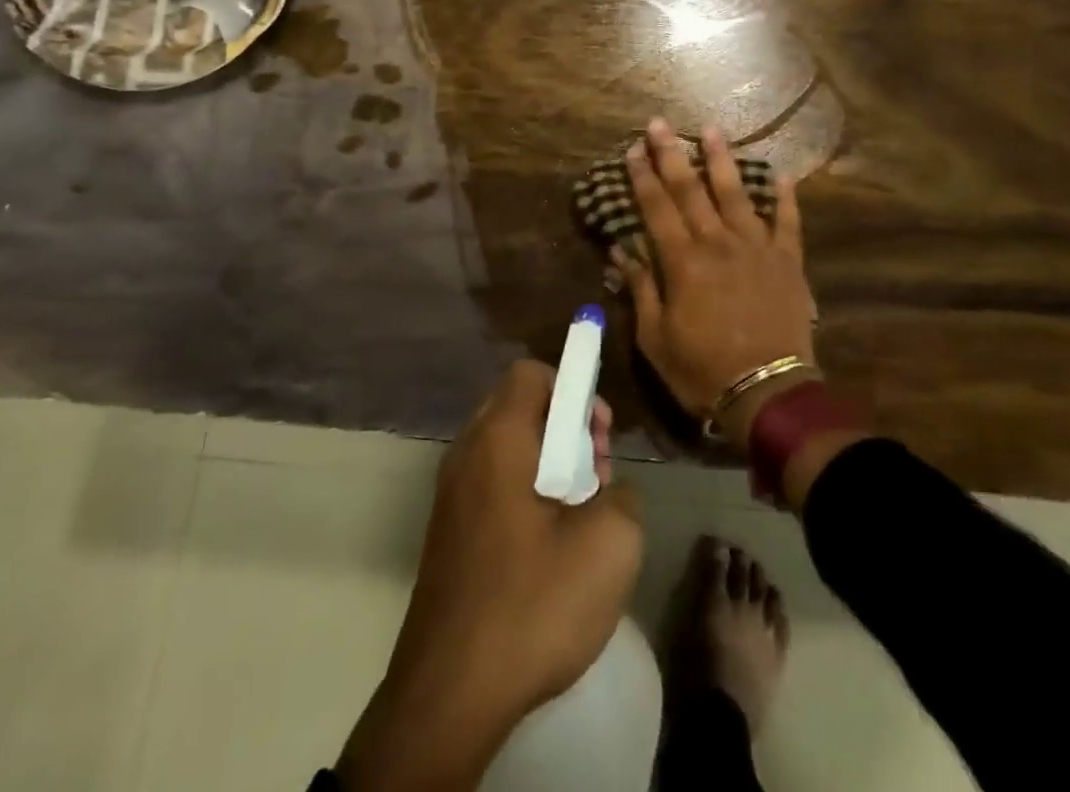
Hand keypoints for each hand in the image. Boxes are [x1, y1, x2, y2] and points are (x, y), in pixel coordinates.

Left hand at [336, 360, 642, 791]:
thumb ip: (622, 494)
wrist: (449, 696)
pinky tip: (549, 547)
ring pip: (508, 448)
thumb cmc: (532, 603)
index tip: (598, 435)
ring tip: (579, 514)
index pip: (532, 373)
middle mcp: (466, 454)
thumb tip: (605, 491)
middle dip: (566, 428)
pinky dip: (525, 494)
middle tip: (596, 474)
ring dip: (549, 464)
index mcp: (498, 438)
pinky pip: (492, 485)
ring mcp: (451, 496)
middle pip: (520, 407)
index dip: (574, 388)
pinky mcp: (447, 535)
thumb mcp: (611, 543)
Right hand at [618, 119, 819, 444]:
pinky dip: (785, 198)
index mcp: (683, 262)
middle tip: (660, 123)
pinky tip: (782, 174)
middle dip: (672, 154)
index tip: (632, 149)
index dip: (642, 177)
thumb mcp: (656, 340)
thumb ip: (642, 290)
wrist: (768, 393)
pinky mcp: (787, 261)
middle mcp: (718, 243)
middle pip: (691, 190)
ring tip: (711, 129)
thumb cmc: (703, 371)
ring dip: (721, 159)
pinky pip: (788, 222)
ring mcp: (757, 247)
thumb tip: (622, 253)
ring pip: (737, 193)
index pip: (657, 208)